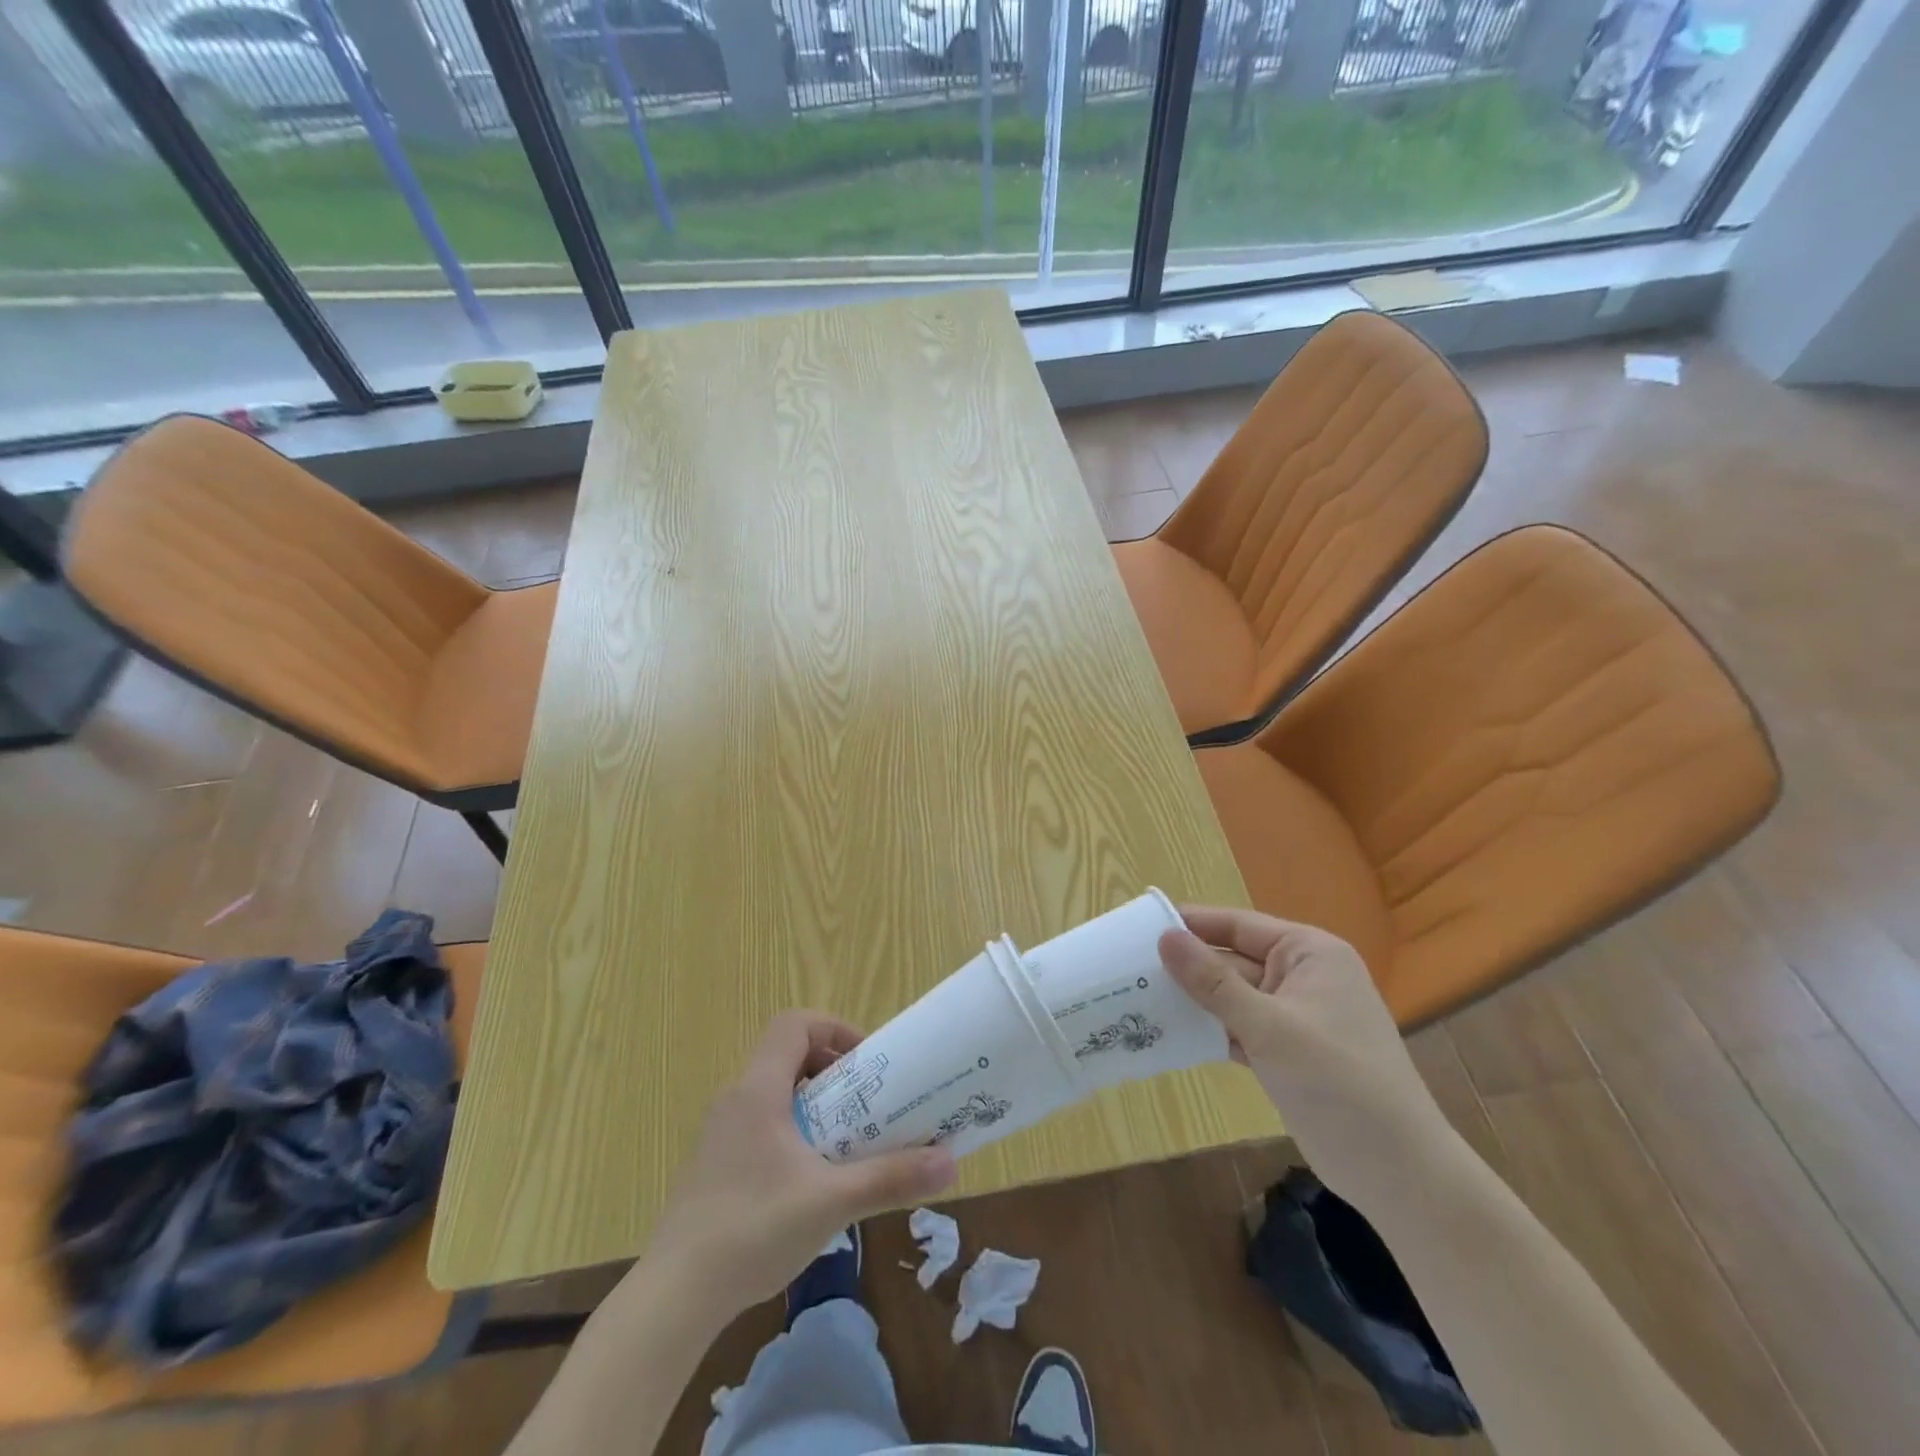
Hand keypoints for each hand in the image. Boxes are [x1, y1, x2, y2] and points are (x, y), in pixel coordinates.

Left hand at [643, 1010, 956, 1318]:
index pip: (794, 1024)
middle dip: (832, 1071)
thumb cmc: (752, 1230)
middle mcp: (735, 1099)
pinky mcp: (713, 1165)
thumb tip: (949, 1162)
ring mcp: (720, 1133)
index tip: (866, 1063)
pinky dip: (792, 1131)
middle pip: (787, 1055)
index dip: (834, 1029)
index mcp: (758, 1089)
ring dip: (814, 1104)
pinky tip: (809, 1181)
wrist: (671, 1299)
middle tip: (866, 1103)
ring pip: (774, 1092)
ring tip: (846, 1141)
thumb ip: (890, 1178)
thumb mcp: (831, 1203)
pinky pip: (761, 1124)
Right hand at [1159, 908, 1450, 1209]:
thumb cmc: (1339, 1083)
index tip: (1139, 925)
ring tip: (1136, 997)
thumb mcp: (1269, 1027)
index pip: (1238, 925)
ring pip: (1231, 996)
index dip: (1191, 924)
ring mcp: (1294, 1016)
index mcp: (1309, 953)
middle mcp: (1302, 976)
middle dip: (1186, 966)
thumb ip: (1213, 982)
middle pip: (1232, 960)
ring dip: (1193, 1000)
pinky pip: (1238, 1027)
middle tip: (1127, 968)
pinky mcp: (1286, 1051)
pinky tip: (1168, 1033)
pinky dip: (1209, 1030)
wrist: (1398, 1174)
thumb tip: (1164, 937)